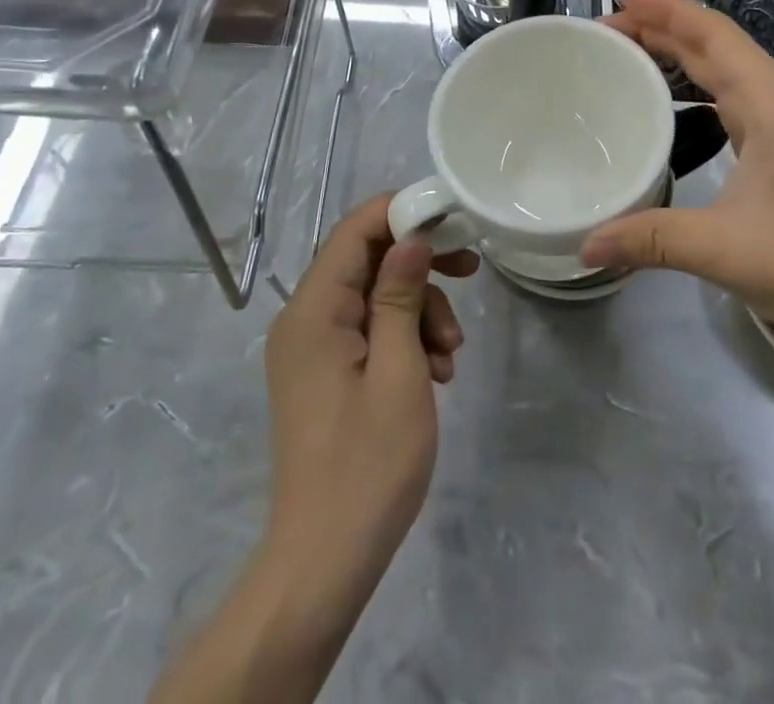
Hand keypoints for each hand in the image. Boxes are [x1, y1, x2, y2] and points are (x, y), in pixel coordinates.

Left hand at [261, 195, 478, 609]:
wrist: (324, 561)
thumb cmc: (368, 464)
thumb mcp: (399, 370)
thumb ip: (402, 295)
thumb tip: (411, 237)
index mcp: (313, 310)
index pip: (355, 230)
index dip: (403, 213)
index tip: (452, 220)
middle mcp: (304, 318)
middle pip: (366, 260)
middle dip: (420, 267)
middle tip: (469, 273)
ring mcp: (311, 347)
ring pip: (373, 296)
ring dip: (419, 310)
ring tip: (451, 355)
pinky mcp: (323, 372)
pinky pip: (366, 330)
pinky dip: (403, 338)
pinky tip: (434, 373)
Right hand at [580, 0, 773, 352]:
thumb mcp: (725, 249)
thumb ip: (651, 240)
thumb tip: (584, 245)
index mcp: (770, 104)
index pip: (713, 36)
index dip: (667, 11)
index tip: (620, 3)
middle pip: (714, 46)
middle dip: (661, 29)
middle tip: (605, 32)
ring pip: (723, 70)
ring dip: (678, 54)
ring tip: (628, 53)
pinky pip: (729, 97)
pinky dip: (694, 85)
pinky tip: (670, 101)